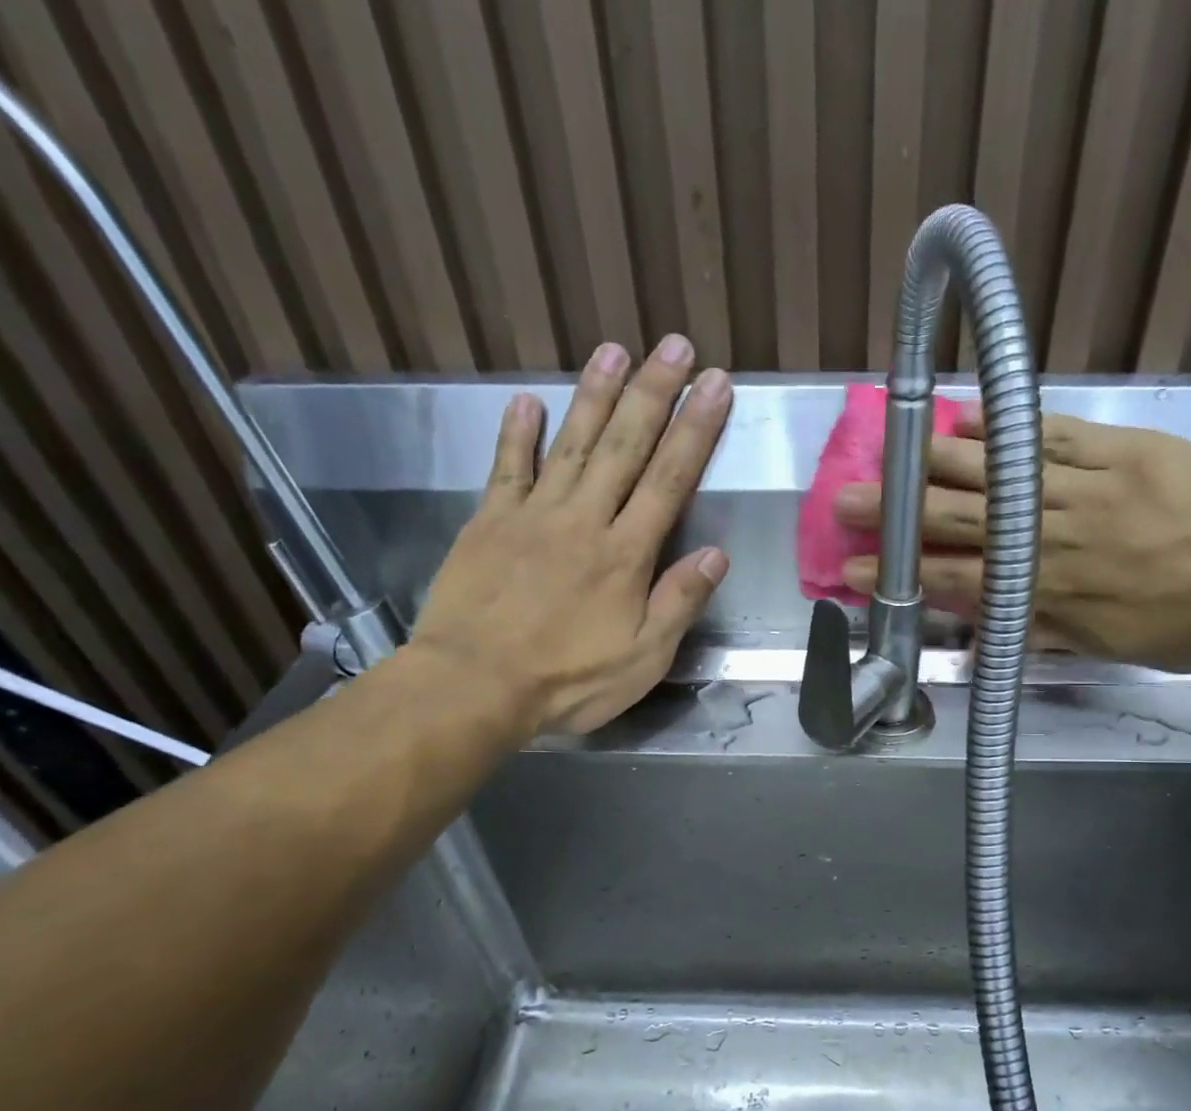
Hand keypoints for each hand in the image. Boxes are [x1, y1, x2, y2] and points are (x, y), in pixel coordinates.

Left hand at [411, 336, 729, 734]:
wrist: (475, 684)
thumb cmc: (568, 680)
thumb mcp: (643, 658)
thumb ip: (679, 603)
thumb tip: (716, 553)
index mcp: (626, 554)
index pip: (669, 480)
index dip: (695, 430)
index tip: (715, 385)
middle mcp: (584, 520)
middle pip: (624, 446)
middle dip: (653, 394)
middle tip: (674, 346)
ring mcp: (533, 515)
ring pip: (571, 444)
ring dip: (594, 395)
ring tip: (614, 350)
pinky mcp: (489, 522)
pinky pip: (506, 468)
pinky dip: (517, 434)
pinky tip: (526, 401)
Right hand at [835, 410, 1190, 671]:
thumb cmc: (1187, 629)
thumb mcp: (1103, 647)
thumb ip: (1038, 630)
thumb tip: (983, 626)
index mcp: (1045, 593)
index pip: (955, 580)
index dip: (903, 574)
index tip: (854, 567)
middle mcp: (1051, 539)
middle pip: (960, 521)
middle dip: (898, 513)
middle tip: (847, 499)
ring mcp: (1086, 489)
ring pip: (997, 473)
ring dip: (937, 463)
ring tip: (892, 450)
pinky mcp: (1123, 452)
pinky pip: (1055, 434)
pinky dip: (1010, 426)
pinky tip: (971, 416)